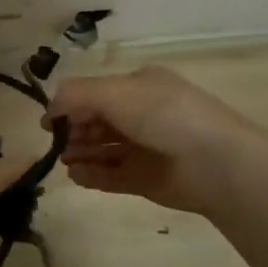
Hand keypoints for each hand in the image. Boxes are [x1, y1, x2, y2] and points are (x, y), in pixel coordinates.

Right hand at [47, 66, 267, 216]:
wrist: (217, 163)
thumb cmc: (165, 115)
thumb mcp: (116, 93)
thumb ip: (77, 96)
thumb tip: (50, 109)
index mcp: (139, 87)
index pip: (96, 92)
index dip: (71, 104)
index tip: (50, 121)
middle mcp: (142, 115)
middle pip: (97, 121)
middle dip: (74, 129)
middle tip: (56, 142)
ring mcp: (145, 149)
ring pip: (104, 149)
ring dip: (81, 152)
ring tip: (63, 160)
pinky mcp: (148, 179)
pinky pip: (113, 176)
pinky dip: (93, 175)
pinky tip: (76, 176)